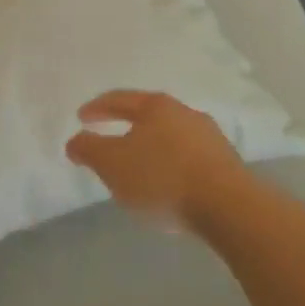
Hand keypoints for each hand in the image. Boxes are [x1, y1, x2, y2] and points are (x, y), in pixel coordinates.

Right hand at [66, 90, 249, 229]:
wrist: (229, 207)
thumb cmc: (162, 178)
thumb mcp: (112, 164)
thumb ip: (89, 149)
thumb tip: (75, 140)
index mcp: (155, 106)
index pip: (119, 99)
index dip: (96, 108)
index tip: (81, 118)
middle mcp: (184, 112)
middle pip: (147, 114)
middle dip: (126, 126)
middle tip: (108, 139)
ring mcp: (209, 136)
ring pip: (170, 136)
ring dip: (151, 147)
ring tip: (137, 165)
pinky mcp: (225, 162)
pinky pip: (187, 156)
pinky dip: (171, 164)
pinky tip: (166, 182)